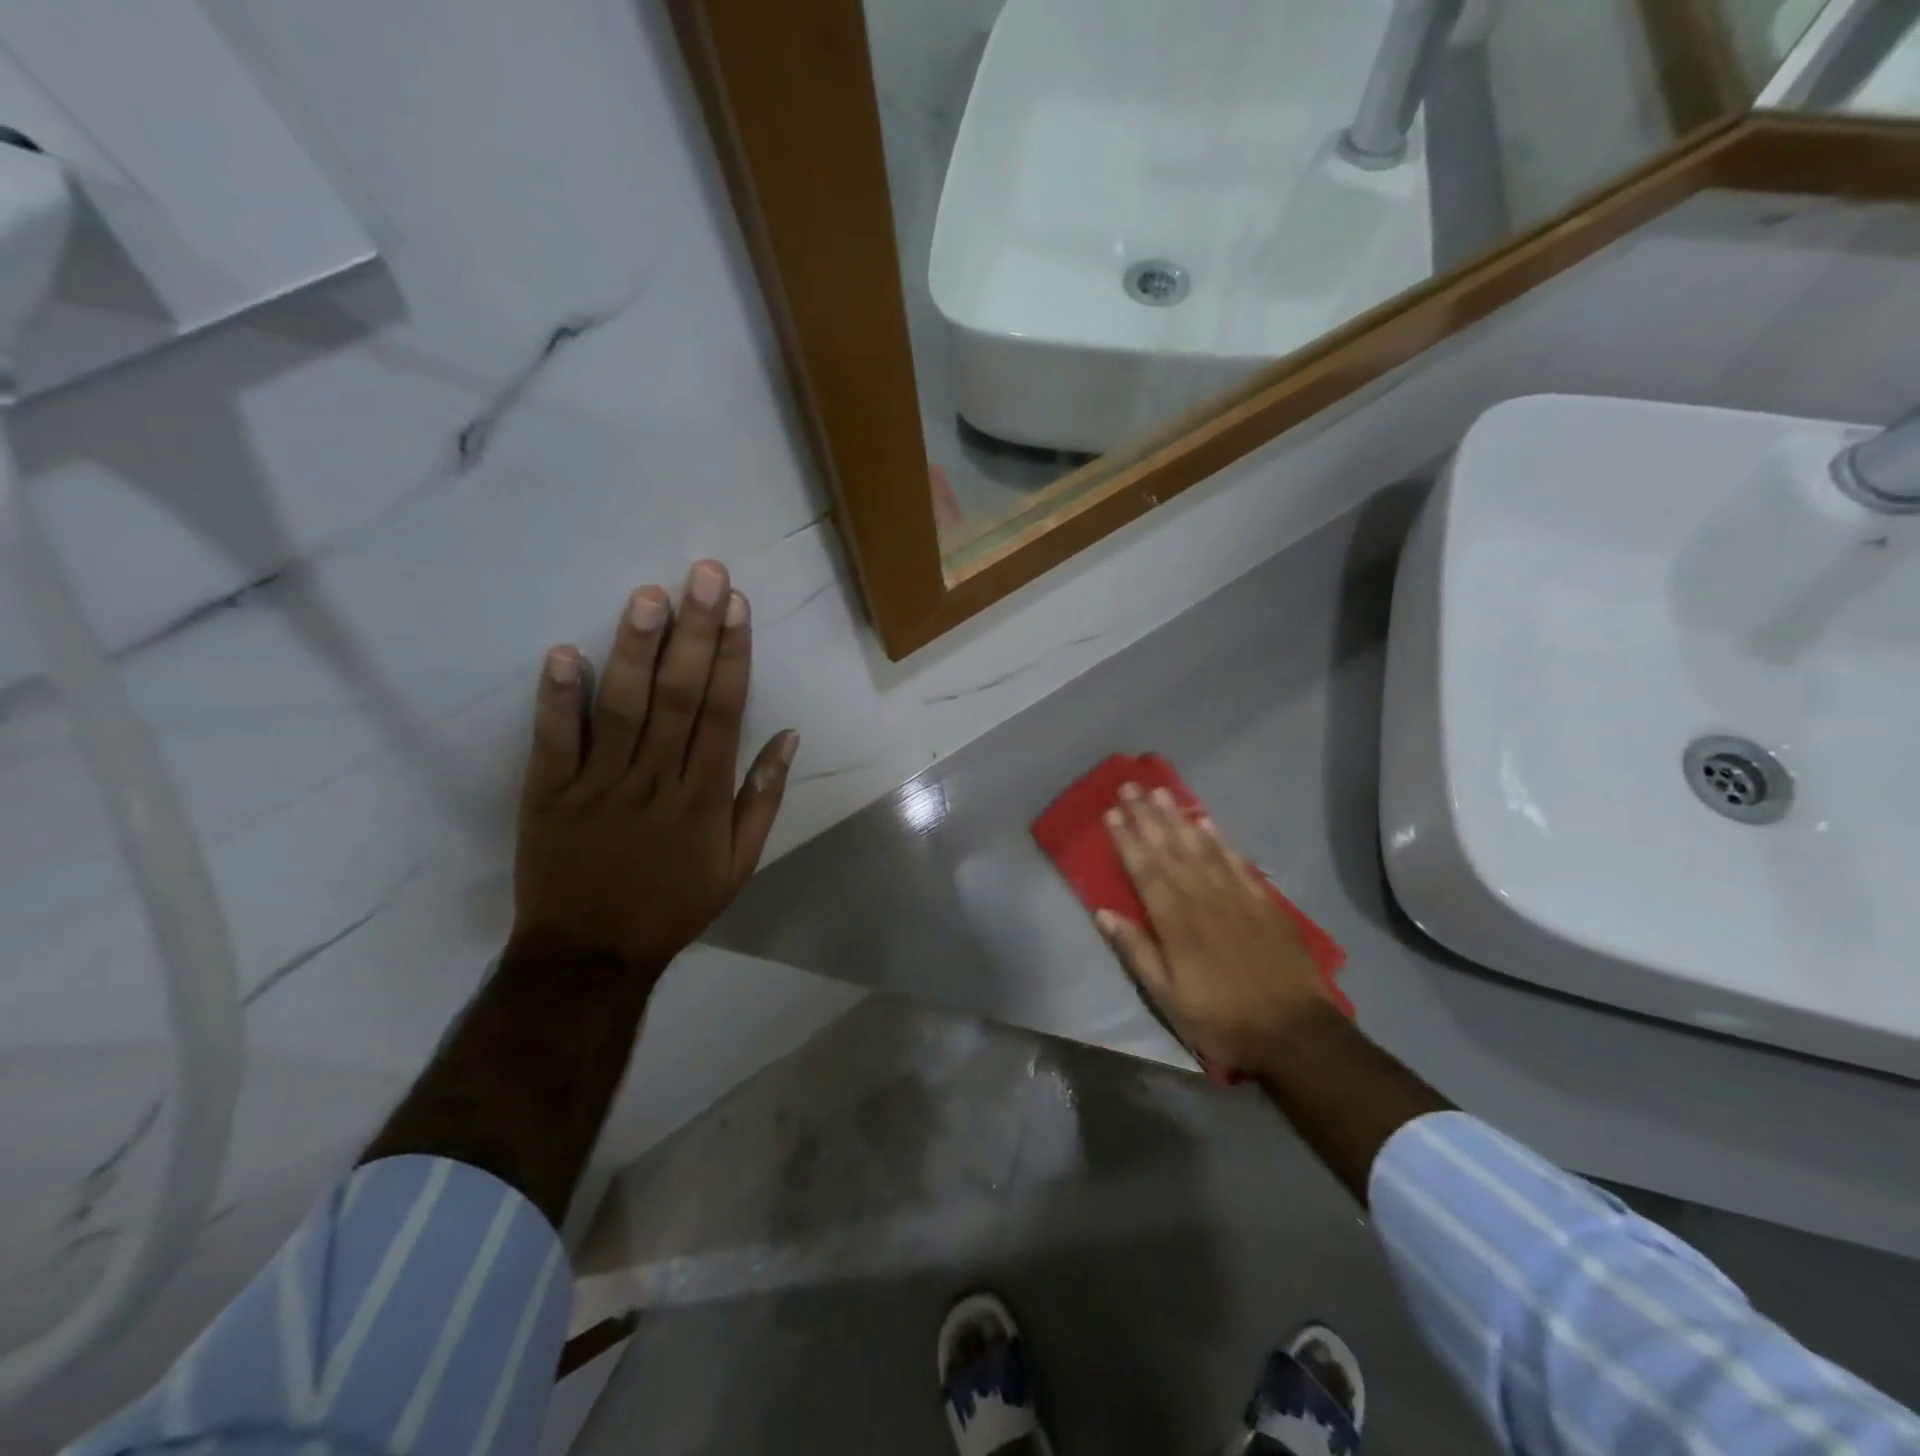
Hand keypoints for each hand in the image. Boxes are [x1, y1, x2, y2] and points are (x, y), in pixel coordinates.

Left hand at [510, 559, 798, 979]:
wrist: (590, 955)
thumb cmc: (672, 905)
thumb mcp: (739, 864)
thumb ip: (763, 798)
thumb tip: (789, 736)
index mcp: (705, 797)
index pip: (725, 712)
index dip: (734, 655)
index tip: (738, 606)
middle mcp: (658, 780)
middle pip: (681, 695)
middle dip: (696, 631)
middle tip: (704, 575)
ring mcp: (600, 785)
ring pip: (623, 708)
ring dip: (635, 649)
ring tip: (648, 596)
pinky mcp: (549, 794)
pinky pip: (555, 742)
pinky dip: (558, 699)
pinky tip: (563, 653)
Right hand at [1099, 784, 1333, 1075]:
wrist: (1294, 1033)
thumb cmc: (1221, 1019)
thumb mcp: (1167, 998)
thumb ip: (1136, 951)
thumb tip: (1103, 912)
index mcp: (1175, 922)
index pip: (1145, 870)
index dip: (1127, 840)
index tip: (1112, 813)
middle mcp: (1203, 899)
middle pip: (1171, 850)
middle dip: (1148, 817)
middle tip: (1132, 787)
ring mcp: (1237, 897)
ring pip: (1202, 848)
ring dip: (1179, 818)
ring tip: (1162, 792)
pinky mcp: (1264, 903)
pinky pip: (1238, 862)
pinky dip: (1221, 841)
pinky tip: (1208, 823)